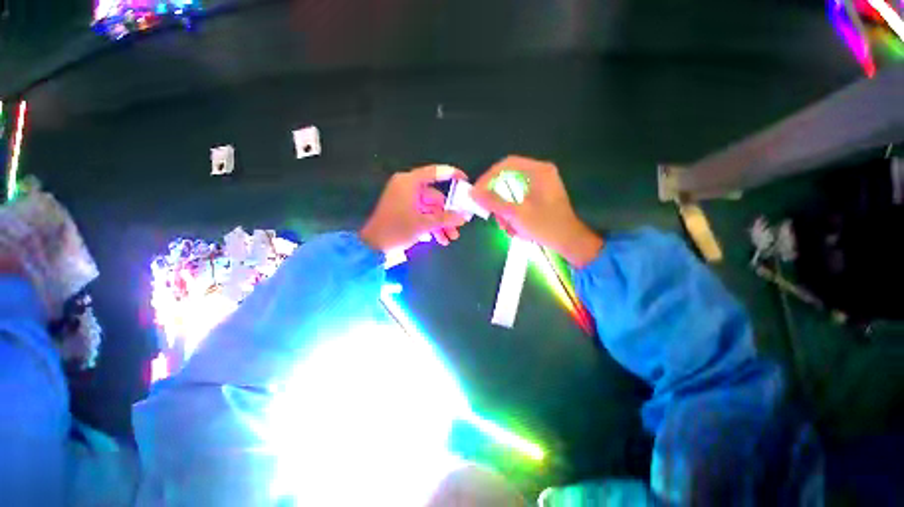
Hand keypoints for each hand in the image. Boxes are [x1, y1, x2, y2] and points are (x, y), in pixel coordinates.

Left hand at [360, 165, 468, 251]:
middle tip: (458, 228)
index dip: (452, 174)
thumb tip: (464, 217)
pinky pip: (422, 215)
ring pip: (430, 209)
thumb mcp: (423, 225)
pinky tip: (438, 239)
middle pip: (435, 198)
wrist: (372, 247)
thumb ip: (445, 219)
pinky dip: (431, 226)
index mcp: (409, 183)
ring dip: (441, 224)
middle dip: (447, 215)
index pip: (434, 172)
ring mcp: (405, 200)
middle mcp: (407, 188)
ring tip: (449, 239)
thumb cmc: (397, 230)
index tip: (465, 181)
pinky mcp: (403, 211)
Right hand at [472, 155, 603, 267]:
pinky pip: (520, 201)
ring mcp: (542, 186)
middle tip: (493, 214)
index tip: (477, 192)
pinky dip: (514, 214)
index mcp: (538, 171)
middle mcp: (541, 174)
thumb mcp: (515, 214)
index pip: (506, 165)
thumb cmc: (545, 226)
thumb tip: (473, 193)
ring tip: (508, 227)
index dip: (488, 177)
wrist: (570, 242)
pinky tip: (517, 229)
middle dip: (498, 200)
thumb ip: (492, 202)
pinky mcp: (541, 197)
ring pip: (513, 193)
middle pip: (508, 180)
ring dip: (506, 211)